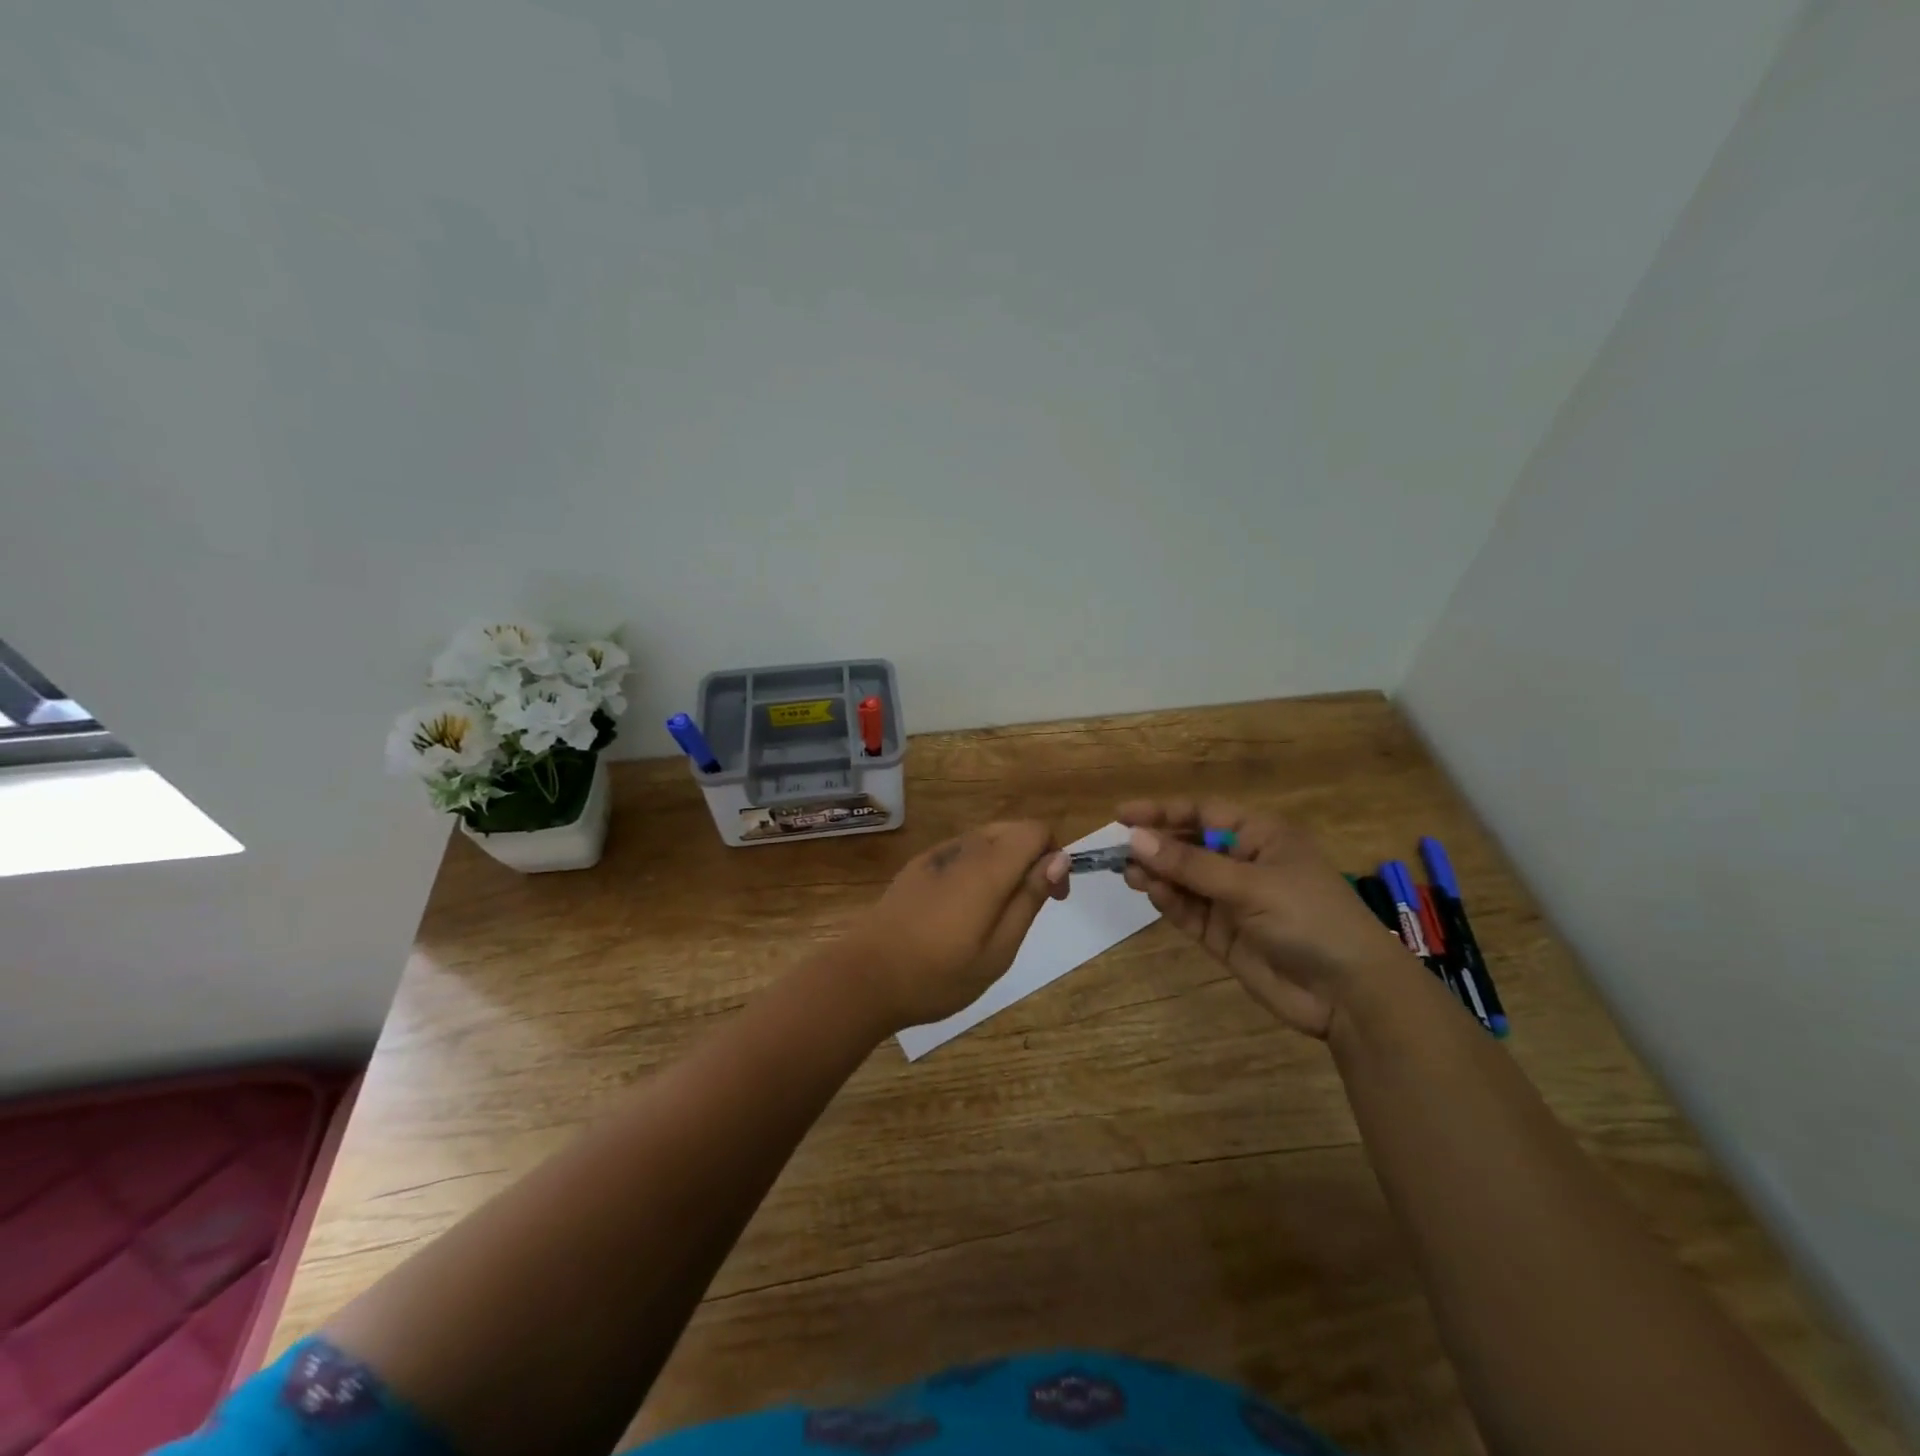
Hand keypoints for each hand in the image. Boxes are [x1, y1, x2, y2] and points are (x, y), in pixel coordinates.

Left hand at [844, 821, 1069, 1032]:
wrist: (864, 978)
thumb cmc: (938, 975)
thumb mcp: (998, 951)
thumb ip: (1029, 899)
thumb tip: (1059, 859)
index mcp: (987, 868)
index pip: (1035, 830)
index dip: (1054, 856)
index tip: (1054, 897)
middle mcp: (962, 849)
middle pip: (1011, 830)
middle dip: (1032, 857)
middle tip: (1030, 906)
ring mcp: (935, 855)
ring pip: (985, 840)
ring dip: (1004, 862)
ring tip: (997, 913)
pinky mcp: (916, 867)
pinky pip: (960, 853)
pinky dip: (977, 868)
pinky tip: (964, 909)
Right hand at [1117, 799, 1412, 1037]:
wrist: (1349, 994)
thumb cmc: (1309, 918)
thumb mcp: (1250, 884)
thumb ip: (1191, 864)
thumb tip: (1135, 839)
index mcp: (1261, 836)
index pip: (1203, 814)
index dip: (1162, 811)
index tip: (1121, 814)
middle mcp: (1243, 863)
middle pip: (1189, 845)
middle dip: (1155, 845)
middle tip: (1117, 850)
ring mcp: (1232, 900)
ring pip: (1184, 879)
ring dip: (1157, 874)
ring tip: (1128, 873)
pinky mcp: (1223, 934)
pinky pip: (1188, 910)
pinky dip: (1169, 901)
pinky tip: (1152, 893)